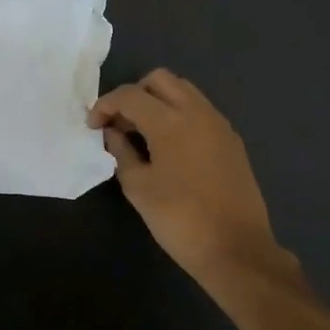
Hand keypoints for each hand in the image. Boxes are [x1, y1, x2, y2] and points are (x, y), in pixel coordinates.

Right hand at [88, 69, 291, 293]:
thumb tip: (113, 133)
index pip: (130, 95)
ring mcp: (219, 124)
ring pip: (184, 91)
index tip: (93, 126)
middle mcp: (197, 112)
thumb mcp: (139, 188)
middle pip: (160, 79)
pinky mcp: (232, 140)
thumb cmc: (180, 220)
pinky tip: (170, 146)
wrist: (236, 249)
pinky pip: (200, 110)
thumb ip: (121, 153)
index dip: (105, 105)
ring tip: (143, 133)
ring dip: (159, 101)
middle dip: (134, 94)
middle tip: (121, 124)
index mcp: (170, 122)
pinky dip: (180, 114)